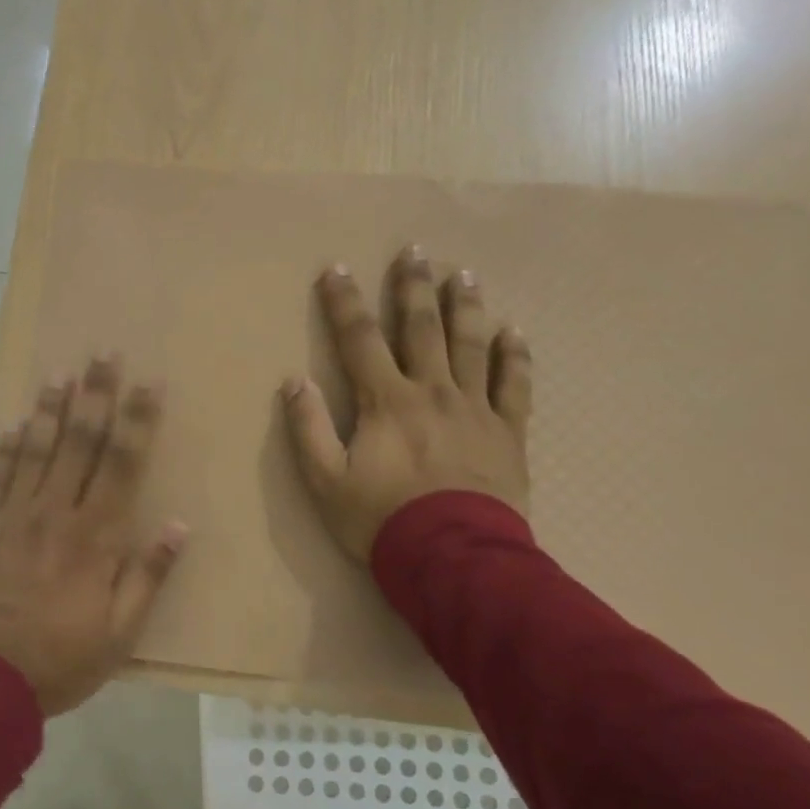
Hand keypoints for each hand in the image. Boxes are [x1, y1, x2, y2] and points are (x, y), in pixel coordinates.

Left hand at [0, 356, 187, 717]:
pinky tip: (9, 426)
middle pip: (78, 443)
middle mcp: (54, 514)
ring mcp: (10, 518)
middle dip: (94, 395)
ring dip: (48, 410)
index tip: (148, 383)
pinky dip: (1, 450)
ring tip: (58, 374)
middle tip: (102, 353)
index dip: (137, 420)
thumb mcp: (120, 633)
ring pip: (33, 451)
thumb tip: (179, 525)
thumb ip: (148, 576)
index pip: (122, 464)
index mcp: (94, 537)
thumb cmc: (60, 660)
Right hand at [281, 246, 531, 561]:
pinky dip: (514, 356)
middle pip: (422, 329)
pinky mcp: (507, 432)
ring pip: (471, 345)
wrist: (452, 557)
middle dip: (413, 288)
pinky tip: (514, 331)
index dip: (344, 303)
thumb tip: (294, 381)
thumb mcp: (325, 481)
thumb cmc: (380, 519)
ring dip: (465, 307)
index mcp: (386, 401)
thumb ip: (308, 429)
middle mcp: (432, 391)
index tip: (335, 268)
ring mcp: (474, 409)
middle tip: (414, 251)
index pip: (359, 340)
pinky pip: (514, 385)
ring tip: (462, 274)